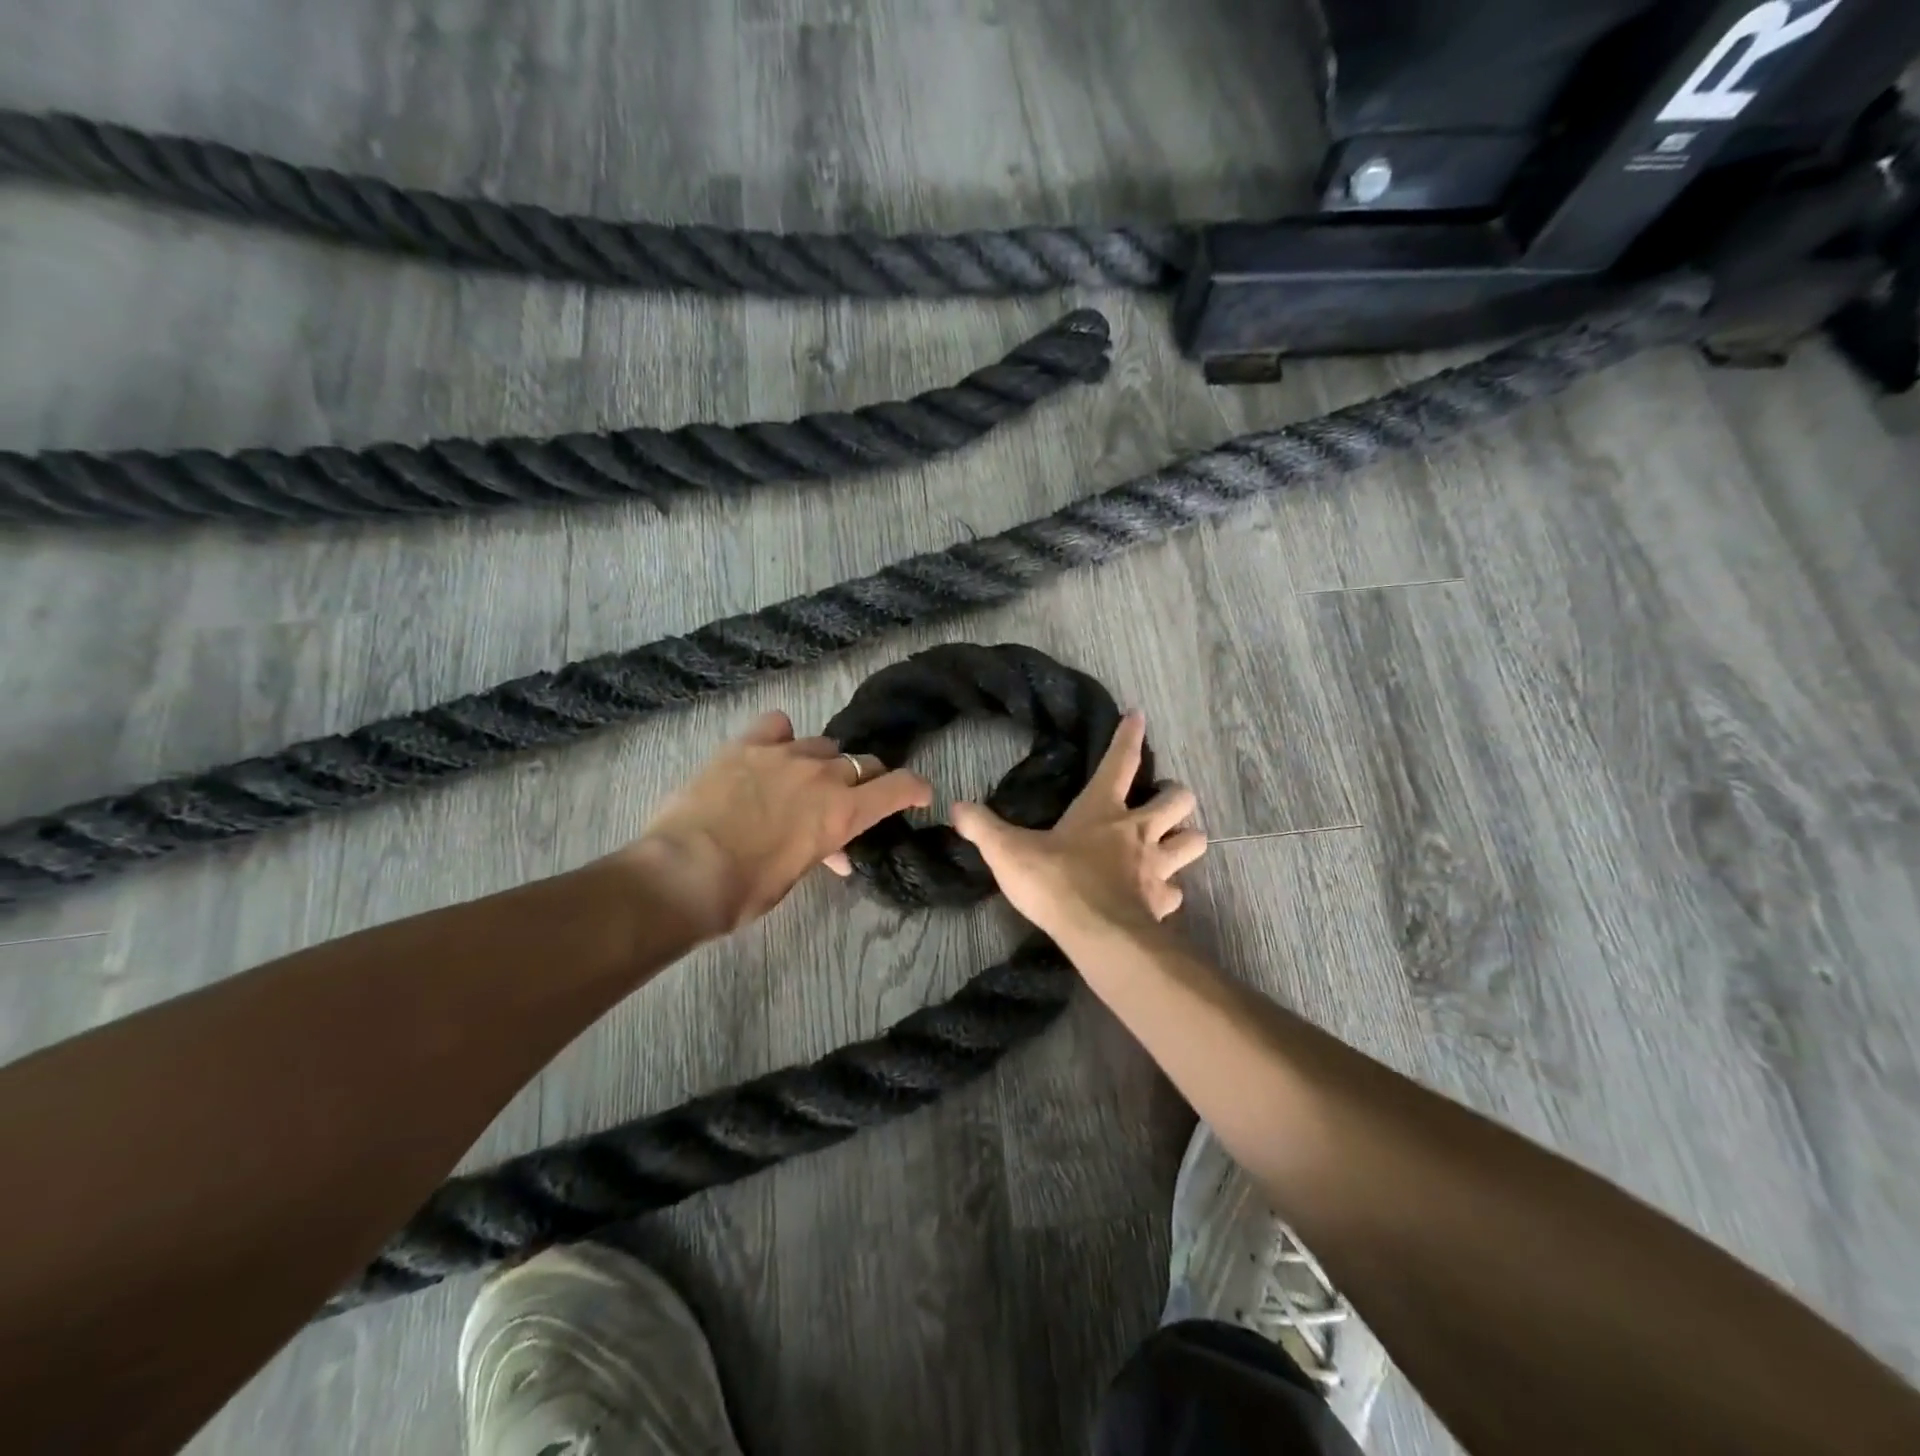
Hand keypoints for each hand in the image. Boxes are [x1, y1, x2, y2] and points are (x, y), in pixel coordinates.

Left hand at [619, 710, 931, 938]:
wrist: (681, 874)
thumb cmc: (744, 892)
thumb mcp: (796, 875)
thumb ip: (821, 850)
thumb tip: (832, 850)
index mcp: (843, 813)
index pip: (899, 787)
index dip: (915, 788)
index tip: (920, 793)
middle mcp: (823, 775)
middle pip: (863, 762)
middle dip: (864, 780)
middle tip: (849, 798)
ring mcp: (784, 753)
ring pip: (823, 744)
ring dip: (823, 762)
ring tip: (803, 780)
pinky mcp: (747, 744)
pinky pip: (778, 725)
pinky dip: (782, 736)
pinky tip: (771, 750)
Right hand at [946, 712, 1205, 943]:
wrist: (1097, 934)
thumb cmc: (1056, 881)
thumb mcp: (1007, 851)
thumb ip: (982, 827)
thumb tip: (955, 807)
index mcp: (1102, 809)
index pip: (1121, 761)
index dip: (1130, 735)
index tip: (1139, 715)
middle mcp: (1138, 831)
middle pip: (1179, 799)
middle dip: (1176, 796)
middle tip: (1162, 803)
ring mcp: (1156, 867)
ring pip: (1194, 841)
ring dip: (1185, 839)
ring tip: (1171, 844)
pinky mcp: (1162, 902)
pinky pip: (1176, 891)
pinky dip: (1169, 890)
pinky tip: (1156, 895)